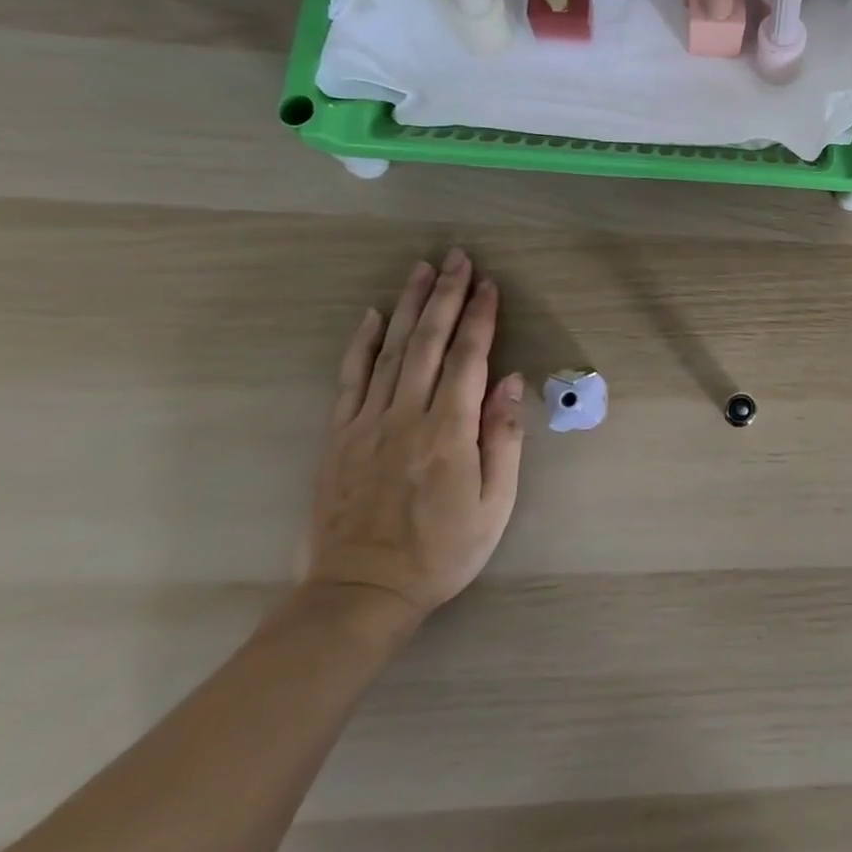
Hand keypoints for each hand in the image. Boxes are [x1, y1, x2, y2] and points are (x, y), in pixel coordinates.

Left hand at [304, 250, 525, 626]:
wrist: (361, 593)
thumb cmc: (444, 550)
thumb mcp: (496, 502)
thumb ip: (503, 436)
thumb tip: (512, 380)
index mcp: (449, 431)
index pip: (469, 359)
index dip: (481, 317)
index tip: (491, 283)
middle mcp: (406, 416)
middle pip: (428, 343)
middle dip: (447, 296)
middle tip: (458, 258)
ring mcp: (366, 424)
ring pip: (390, 351)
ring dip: (409, 306)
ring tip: (423, 270)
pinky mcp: (339, 438)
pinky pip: (350, 380)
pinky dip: (362, 344)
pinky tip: (372, 316)